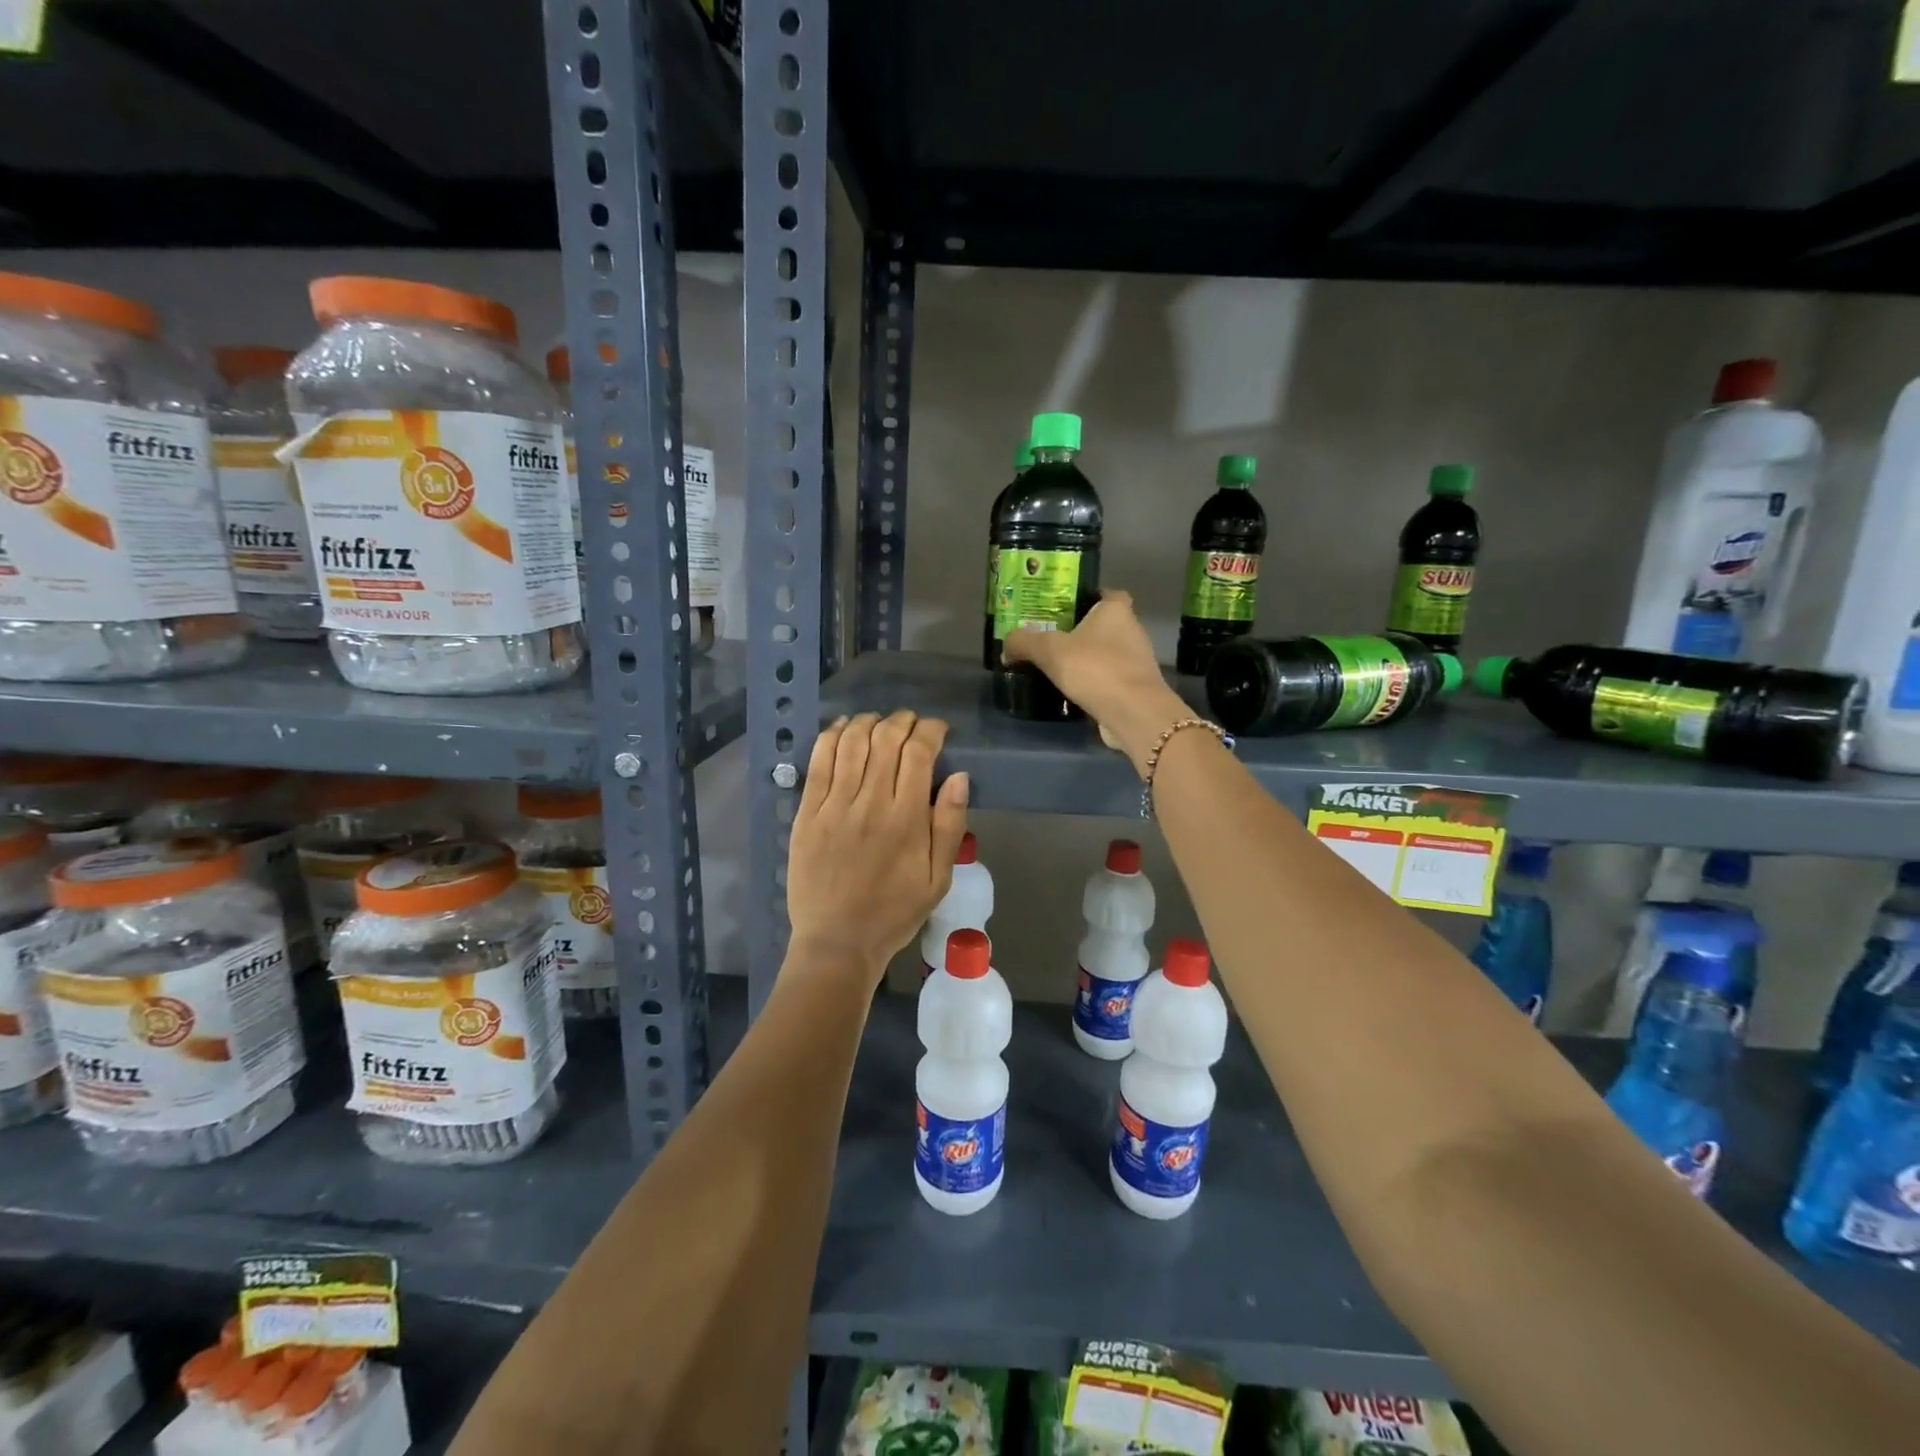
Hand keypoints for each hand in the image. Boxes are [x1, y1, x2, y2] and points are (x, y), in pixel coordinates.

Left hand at [786, 711, 970, 981]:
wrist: (837, 943)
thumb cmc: (894, 913)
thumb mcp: (938, 880)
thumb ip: (950, 826)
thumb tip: (959, 777)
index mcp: (906, 820)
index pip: (919, 753)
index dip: (931, 731)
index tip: (938, 730)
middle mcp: (870, 803)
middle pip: (886, 739)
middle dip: (903, 721)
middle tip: (911, 724)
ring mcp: (833, 806)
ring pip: (851, 743)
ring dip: (869, 722)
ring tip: (879, 723)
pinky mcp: (806, 813)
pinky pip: (819, 762)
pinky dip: (832, 736)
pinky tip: (842, 729)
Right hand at [1004, 591, 1190, 775]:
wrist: (1133, 713)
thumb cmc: (1095, 668)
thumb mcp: (1049, 650)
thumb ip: (1024, 642)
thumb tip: (1007, 642)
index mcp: (1116, 610)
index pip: (1105, 594)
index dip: (1085, 599)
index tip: (1062, 611)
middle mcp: (1132, 629)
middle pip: (1103, 625)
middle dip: (1080, 632)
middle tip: (1050, 640)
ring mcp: (1138, 660)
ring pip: (1107, 653)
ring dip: (1087, 660)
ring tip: (1057, 668)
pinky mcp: (1137, 687)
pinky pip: (1110, 678)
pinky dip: (1094, 683)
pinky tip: (1073, 692)